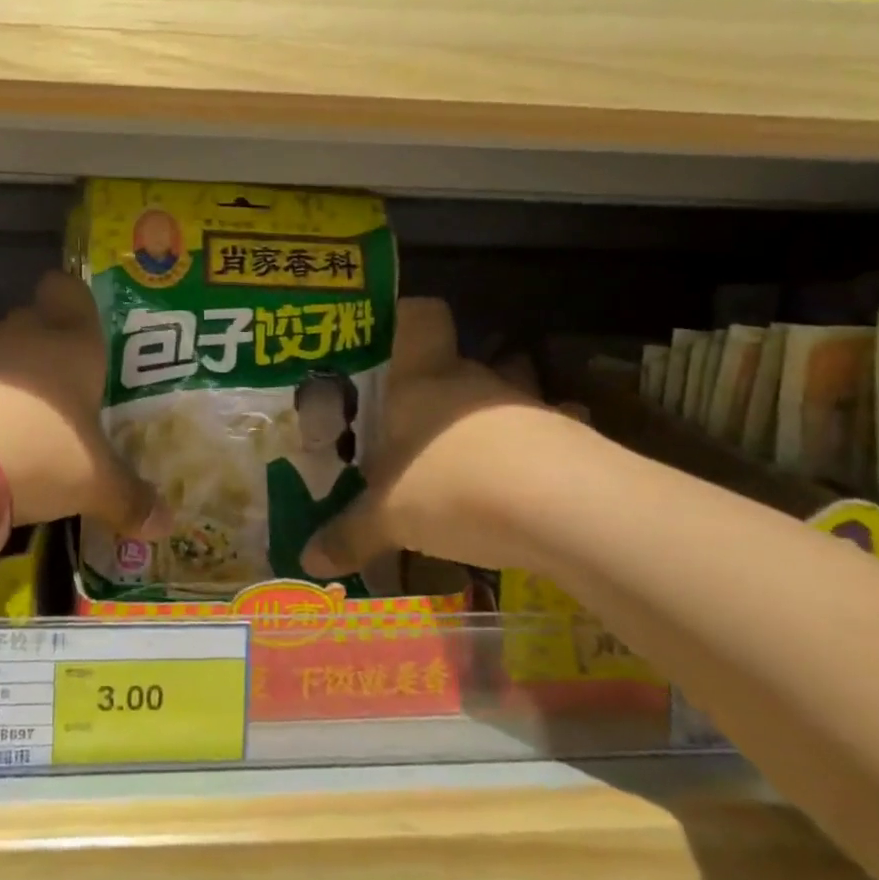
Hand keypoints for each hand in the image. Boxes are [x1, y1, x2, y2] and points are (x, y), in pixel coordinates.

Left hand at [0, 272, 169, 537]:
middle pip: (37, 326)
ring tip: (27, 434)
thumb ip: (130, 499)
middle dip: (50, 357)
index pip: (71, 290)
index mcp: (72, 340)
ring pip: (0, 359)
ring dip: (12, 388)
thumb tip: (167, 525)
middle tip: (69, 399)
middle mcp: (23, 333)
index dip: (76, 302)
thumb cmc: (40, 447)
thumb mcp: (94, 482)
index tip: (84, 329)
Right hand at [300, 298, 563, 579]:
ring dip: (489, 421)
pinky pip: (546, 438)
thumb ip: (350, 535)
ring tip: (469, 461)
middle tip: (414, 429)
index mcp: (421, 381)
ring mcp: (525, 407)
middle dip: (439, 391)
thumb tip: (308, 560)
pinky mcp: (570, 440)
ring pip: (504, 397)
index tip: (391, 341)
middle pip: (458, 363)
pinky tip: (524, 488)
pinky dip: (535, 456)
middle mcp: (473, 381)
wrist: (562, 507)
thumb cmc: (452, 487)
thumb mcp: (389, 518)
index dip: (407, 319)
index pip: (420, 319)